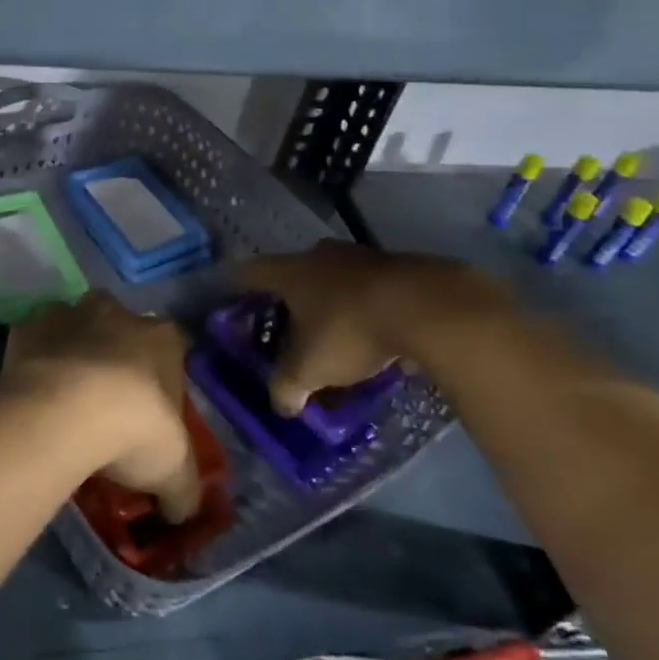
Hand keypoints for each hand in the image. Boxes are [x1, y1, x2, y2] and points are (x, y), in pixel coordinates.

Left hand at [1, 292, 200, 522]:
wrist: (63, 412)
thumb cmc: (133, 430)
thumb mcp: (173, 472)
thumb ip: (182, 488)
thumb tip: (181, 509)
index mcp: (162, 337)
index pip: (172, 348)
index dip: (163, 380)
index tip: (152, 413)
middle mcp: (117, 312)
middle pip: (121, 328)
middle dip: (116, 355)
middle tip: (106, 404)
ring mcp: (70, 313)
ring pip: (75, 327)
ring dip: (73, 352)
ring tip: (64, 400)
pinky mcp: (27, 326)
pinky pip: (34, 340)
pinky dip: (35, 360)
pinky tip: (32, 394)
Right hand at [235, 242, 512, 415]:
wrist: (427, 307)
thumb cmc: (350, 330)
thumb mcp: (309, 368)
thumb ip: (286, 387)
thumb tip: (281, 404)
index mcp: (291, 272)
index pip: (250, 272)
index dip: (237, 284)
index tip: (231, 295)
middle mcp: (320, 256)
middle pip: (294, 273)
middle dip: (289, 299)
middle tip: (286, 324)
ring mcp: (361, 257)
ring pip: (334, 280)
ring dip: (331, 303)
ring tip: (333, 335)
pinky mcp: (398, 267)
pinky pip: (370, 289)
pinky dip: (365, 308)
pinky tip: (375, 335)